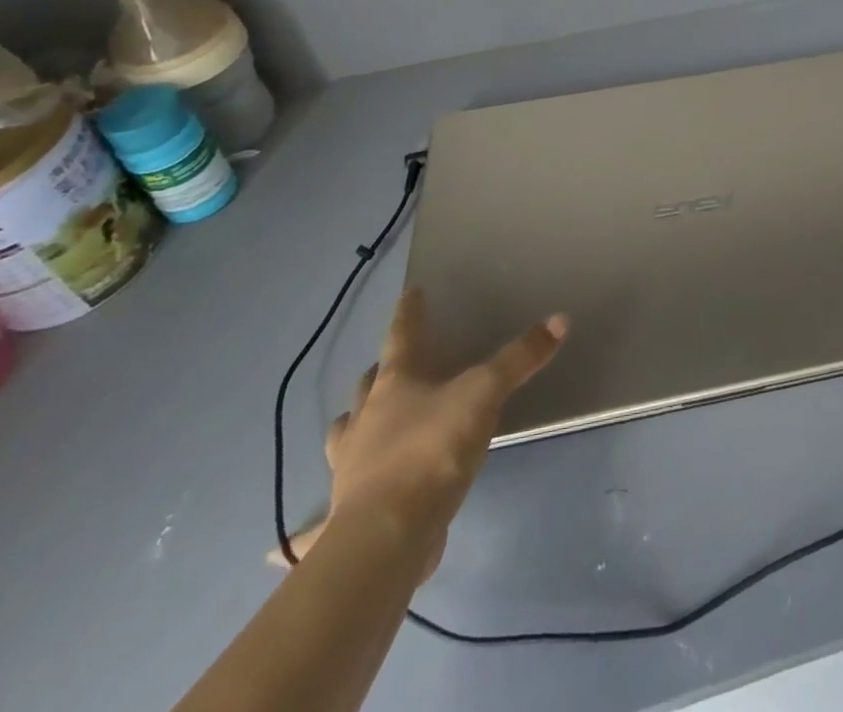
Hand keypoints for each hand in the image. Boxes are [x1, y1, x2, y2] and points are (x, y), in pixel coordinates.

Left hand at [322, 288, 566, 579]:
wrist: (389, 534)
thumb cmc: (434, 449)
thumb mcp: (485, 395)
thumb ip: (520, 359)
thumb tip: (559, 319)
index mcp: (396, 384)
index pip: (402, 335)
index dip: (409, 312)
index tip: (411, 292)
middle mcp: (367, 419)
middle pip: (368, 385)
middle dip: (379, 371)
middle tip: (390, 365)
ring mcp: (350, 467)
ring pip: (345, 436)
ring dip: (352, 427)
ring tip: (360, 425)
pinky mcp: (346, 515)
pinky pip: (317, 523)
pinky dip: (304, 533)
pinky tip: (283, 549)